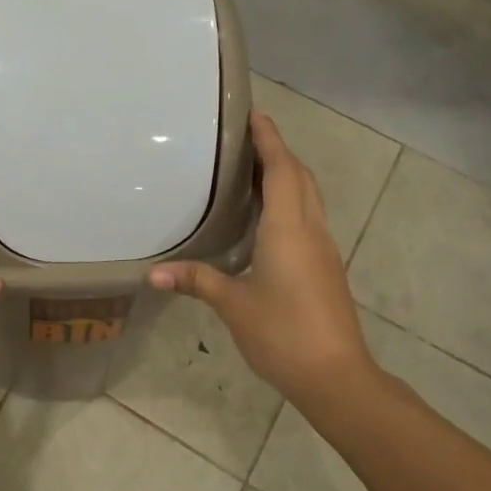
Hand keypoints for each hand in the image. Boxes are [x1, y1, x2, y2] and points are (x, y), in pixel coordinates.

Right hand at [150, 112, 372, 412]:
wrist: (336, 376)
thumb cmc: (283, 334)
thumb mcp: (233, 305)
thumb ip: (197, 281)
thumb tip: (154, 274)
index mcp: (289, 229)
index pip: (283, 170)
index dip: (270, 139)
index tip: (254, 114)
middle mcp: (310, 230)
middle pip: (300, 177)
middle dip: (278, 152)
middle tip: (246, 140)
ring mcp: (323, 249)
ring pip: (309, 197)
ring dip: (287, 175)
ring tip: (253, 170)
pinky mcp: (325, 268)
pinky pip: (308, 218)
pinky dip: (291, 201)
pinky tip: (268, 217)